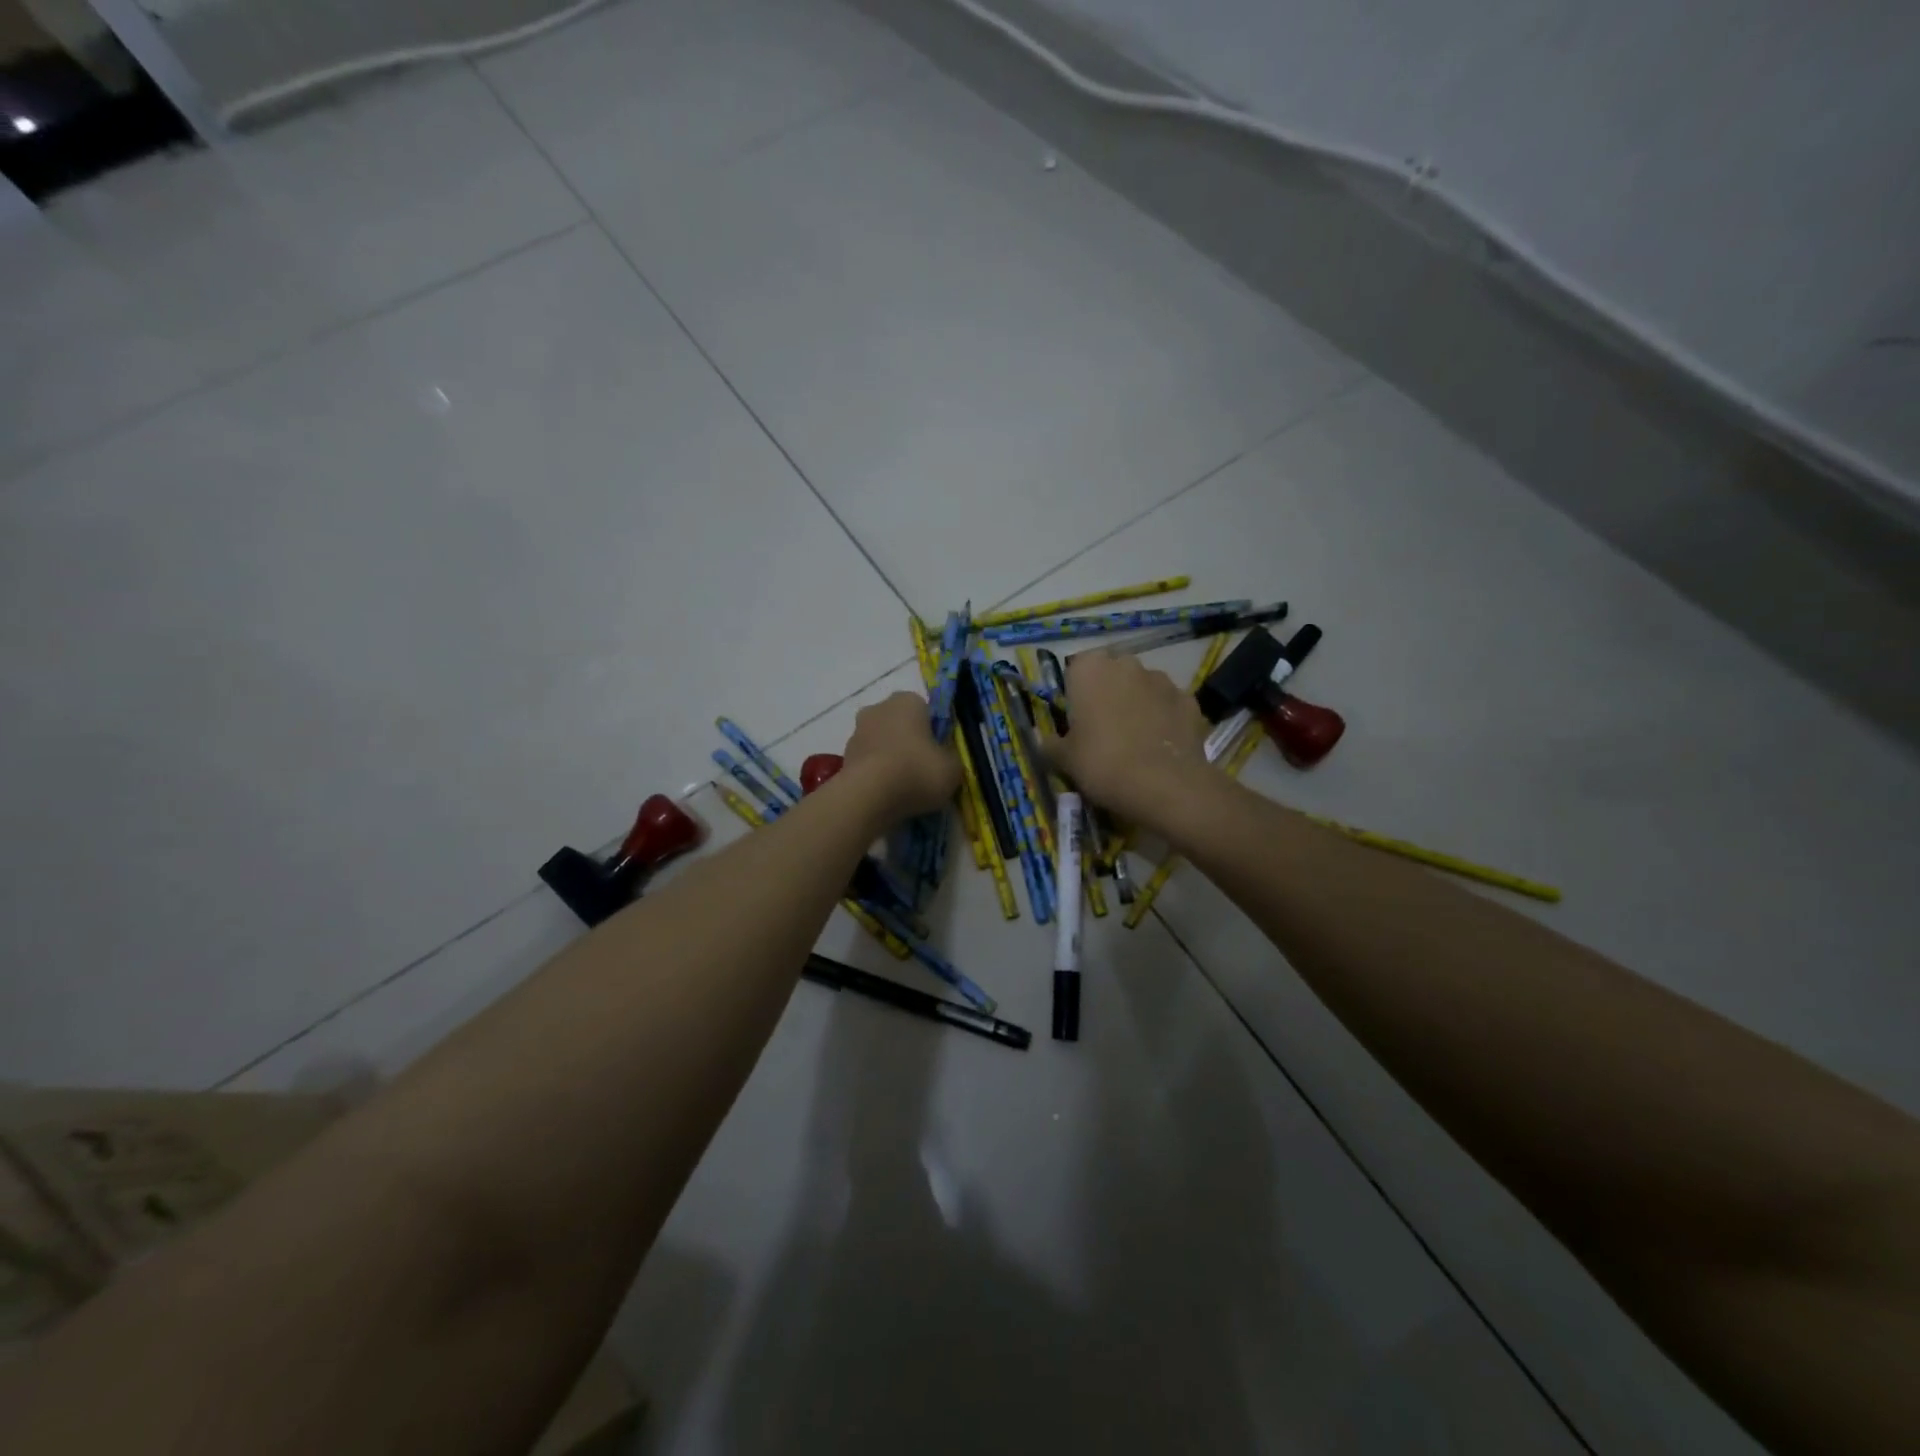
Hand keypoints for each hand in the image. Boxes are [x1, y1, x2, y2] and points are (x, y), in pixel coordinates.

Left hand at [841, 691, 960, 821]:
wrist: (869, 796)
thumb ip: (950, 758)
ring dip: (890, 758)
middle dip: (909, 742)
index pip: (926, 711)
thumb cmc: (917, 771)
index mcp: (908, 701)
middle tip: (922, 770)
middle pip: (900, 724)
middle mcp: (878, 708)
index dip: (934, 732)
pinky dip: (875, 774)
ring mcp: (856, 731)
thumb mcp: (953, 768)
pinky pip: (868, 762)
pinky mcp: (843, 756)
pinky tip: (885, 794)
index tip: (939, 755)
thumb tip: (943, 760)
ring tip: (902, 787)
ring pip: (881, 743)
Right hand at [1041, 651, 1209, 825]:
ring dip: (1137, 704)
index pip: (1075, 671)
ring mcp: (1162, 680)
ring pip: (1142, 687)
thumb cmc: (1103, 764)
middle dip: (1108, 695)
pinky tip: (1160, 746)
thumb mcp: (1064, 759)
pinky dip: (1163, 719)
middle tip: (1103, 730)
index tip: (1076, 721)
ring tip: (1135, 741)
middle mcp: (1127, 664)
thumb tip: (1044, 739)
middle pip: (1111, 674)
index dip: (1075, 696)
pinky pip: (1168, 705)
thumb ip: (1051, 744)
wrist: (1165, 786)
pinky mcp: (1189, 700)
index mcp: (1090, 669)